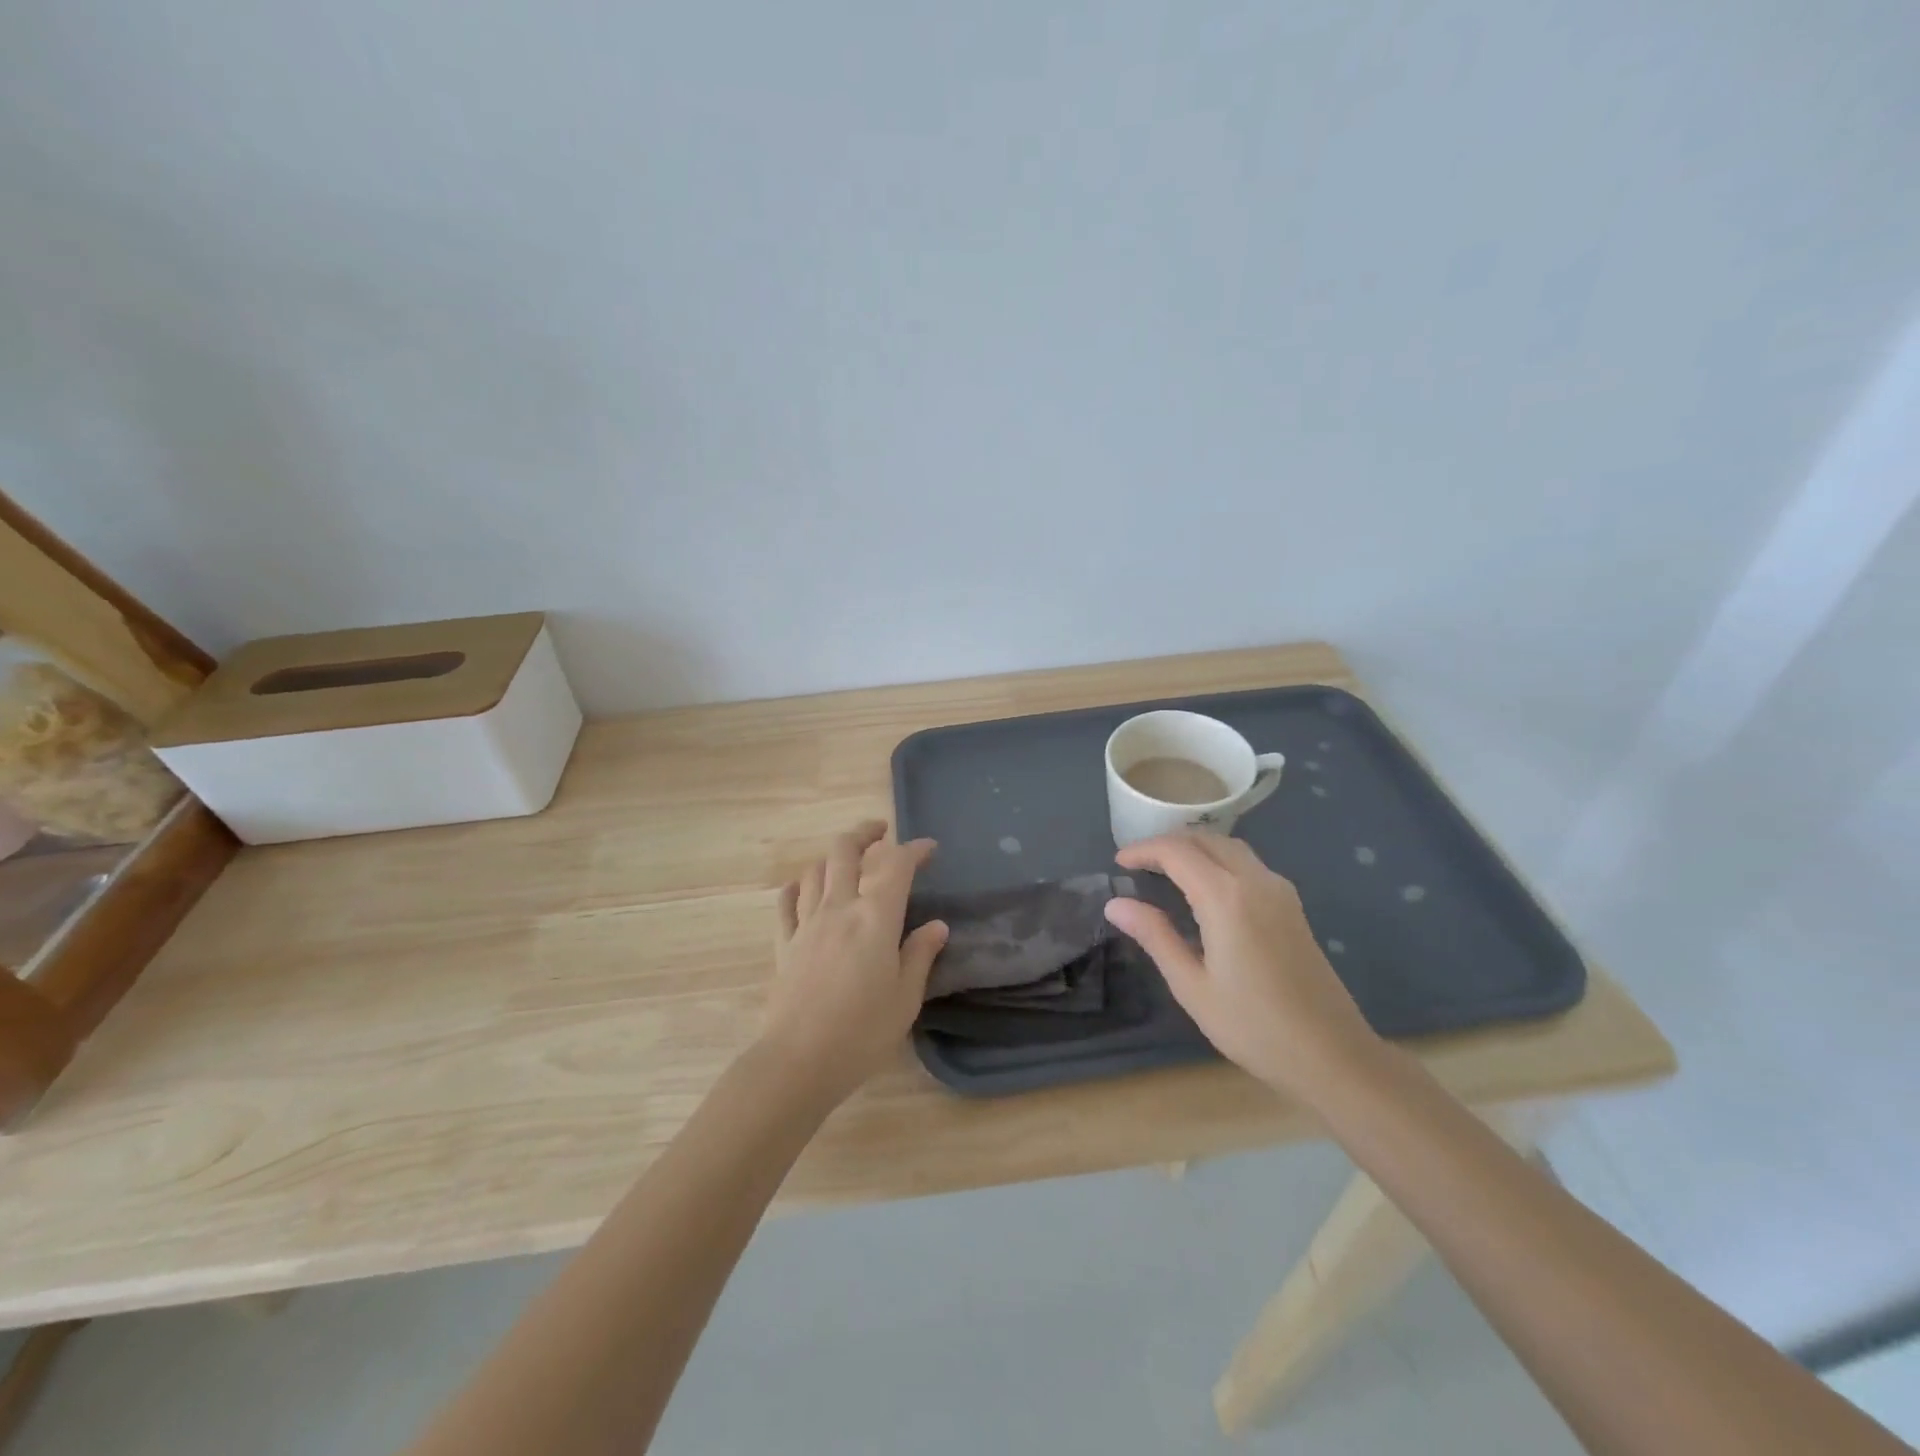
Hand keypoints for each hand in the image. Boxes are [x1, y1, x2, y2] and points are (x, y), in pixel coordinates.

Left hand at [760, 821, 947, 1101]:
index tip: (929, 849)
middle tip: (880, 832)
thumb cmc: (862, 1031)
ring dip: (832, 858)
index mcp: (875, 917)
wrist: (799, 1060)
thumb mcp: (906, 997)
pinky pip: (786, 903)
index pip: (897, 866)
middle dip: (864, 833)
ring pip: (815, 871)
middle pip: (845, 851)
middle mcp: (839, 908)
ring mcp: (806, 923)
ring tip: (846, 862)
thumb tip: (936, 926)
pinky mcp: (784, 944)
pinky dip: (797, 887)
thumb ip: (920, 955)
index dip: (914, 850)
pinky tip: (802, 889)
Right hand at [1104, 833, 1379, 1097]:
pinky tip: (1204, 888)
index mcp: (1227, 898)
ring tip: (1165, 870)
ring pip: (1230, 847)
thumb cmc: (1254, 1027)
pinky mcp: (1292, 906)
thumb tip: (1116, 904)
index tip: (1118, 863)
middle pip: (1206, 839)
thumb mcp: (1192, 986)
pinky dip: (1218, 861)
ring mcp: (1280, 892)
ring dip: (1195, 848)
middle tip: (1137, 863)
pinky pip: (1248, 864)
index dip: (1144, 850)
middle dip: (1168, 843)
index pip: (1177, 852)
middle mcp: (1256, 881)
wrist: (1333, 1056)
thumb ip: (1155, 936)